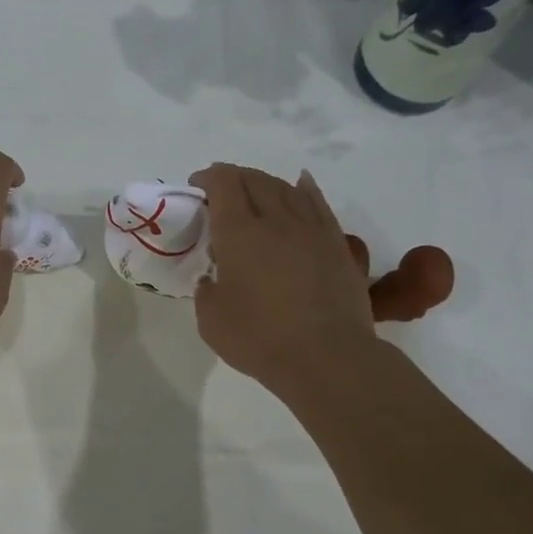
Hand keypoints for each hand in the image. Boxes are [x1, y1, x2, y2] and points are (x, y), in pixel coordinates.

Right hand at [190, 163, 453, 398]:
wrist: (327, 356)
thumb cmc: (259, 339)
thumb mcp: (211, 320)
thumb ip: (207, 291)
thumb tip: (213, 279)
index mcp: (238, 233)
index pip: (223, 185)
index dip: (208, 178)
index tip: (196, 186)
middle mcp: (276, 220)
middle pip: (255, 180)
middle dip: (234, 177)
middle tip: (221, 189)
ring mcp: (311, 230)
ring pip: (287, 188)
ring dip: (266, 182)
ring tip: (255, 190)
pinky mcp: (336, 244)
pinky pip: (319, 204)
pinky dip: (305, 189)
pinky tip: (301, 184)